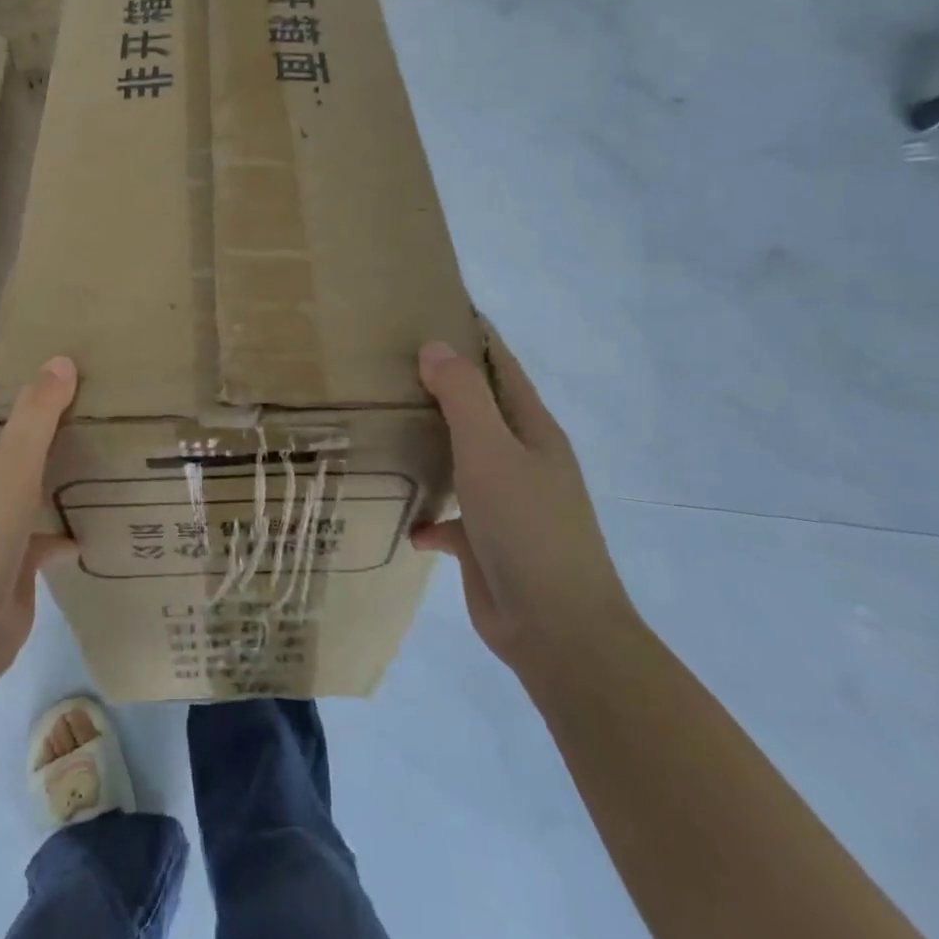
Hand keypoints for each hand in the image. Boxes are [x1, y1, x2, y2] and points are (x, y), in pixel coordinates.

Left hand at [0, 356, 78, 682]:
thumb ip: (37, 412)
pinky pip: (41, 528)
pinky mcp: (7, 556)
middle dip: (45, 415)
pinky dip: (65, 522)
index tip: (52, 347)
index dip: (12, 369)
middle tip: (94, 390)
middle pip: (8, 436)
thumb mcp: (10, 465)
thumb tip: (60, 359)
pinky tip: (100, 514)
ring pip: (26, 481)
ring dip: (57, 467)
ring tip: (104, 440)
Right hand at [410, 336, 636, 675]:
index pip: (502, 368)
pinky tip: (402, 518)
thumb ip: (463, 397)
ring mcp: (505, 502)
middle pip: (478, 410)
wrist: (556, 628)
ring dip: (431, 445)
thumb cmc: (527, 527)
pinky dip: (429, 513)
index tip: (436, 310)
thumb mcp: (491, 451)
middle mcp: (521, 460)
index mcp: (532, 432)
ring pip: (461, 459)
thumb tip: (434, 347)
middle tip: (388, 365)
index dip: (475, 337)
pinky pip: (450, 517)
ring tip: (382, 426)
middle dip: (441, 388)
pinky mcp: (486, 542)